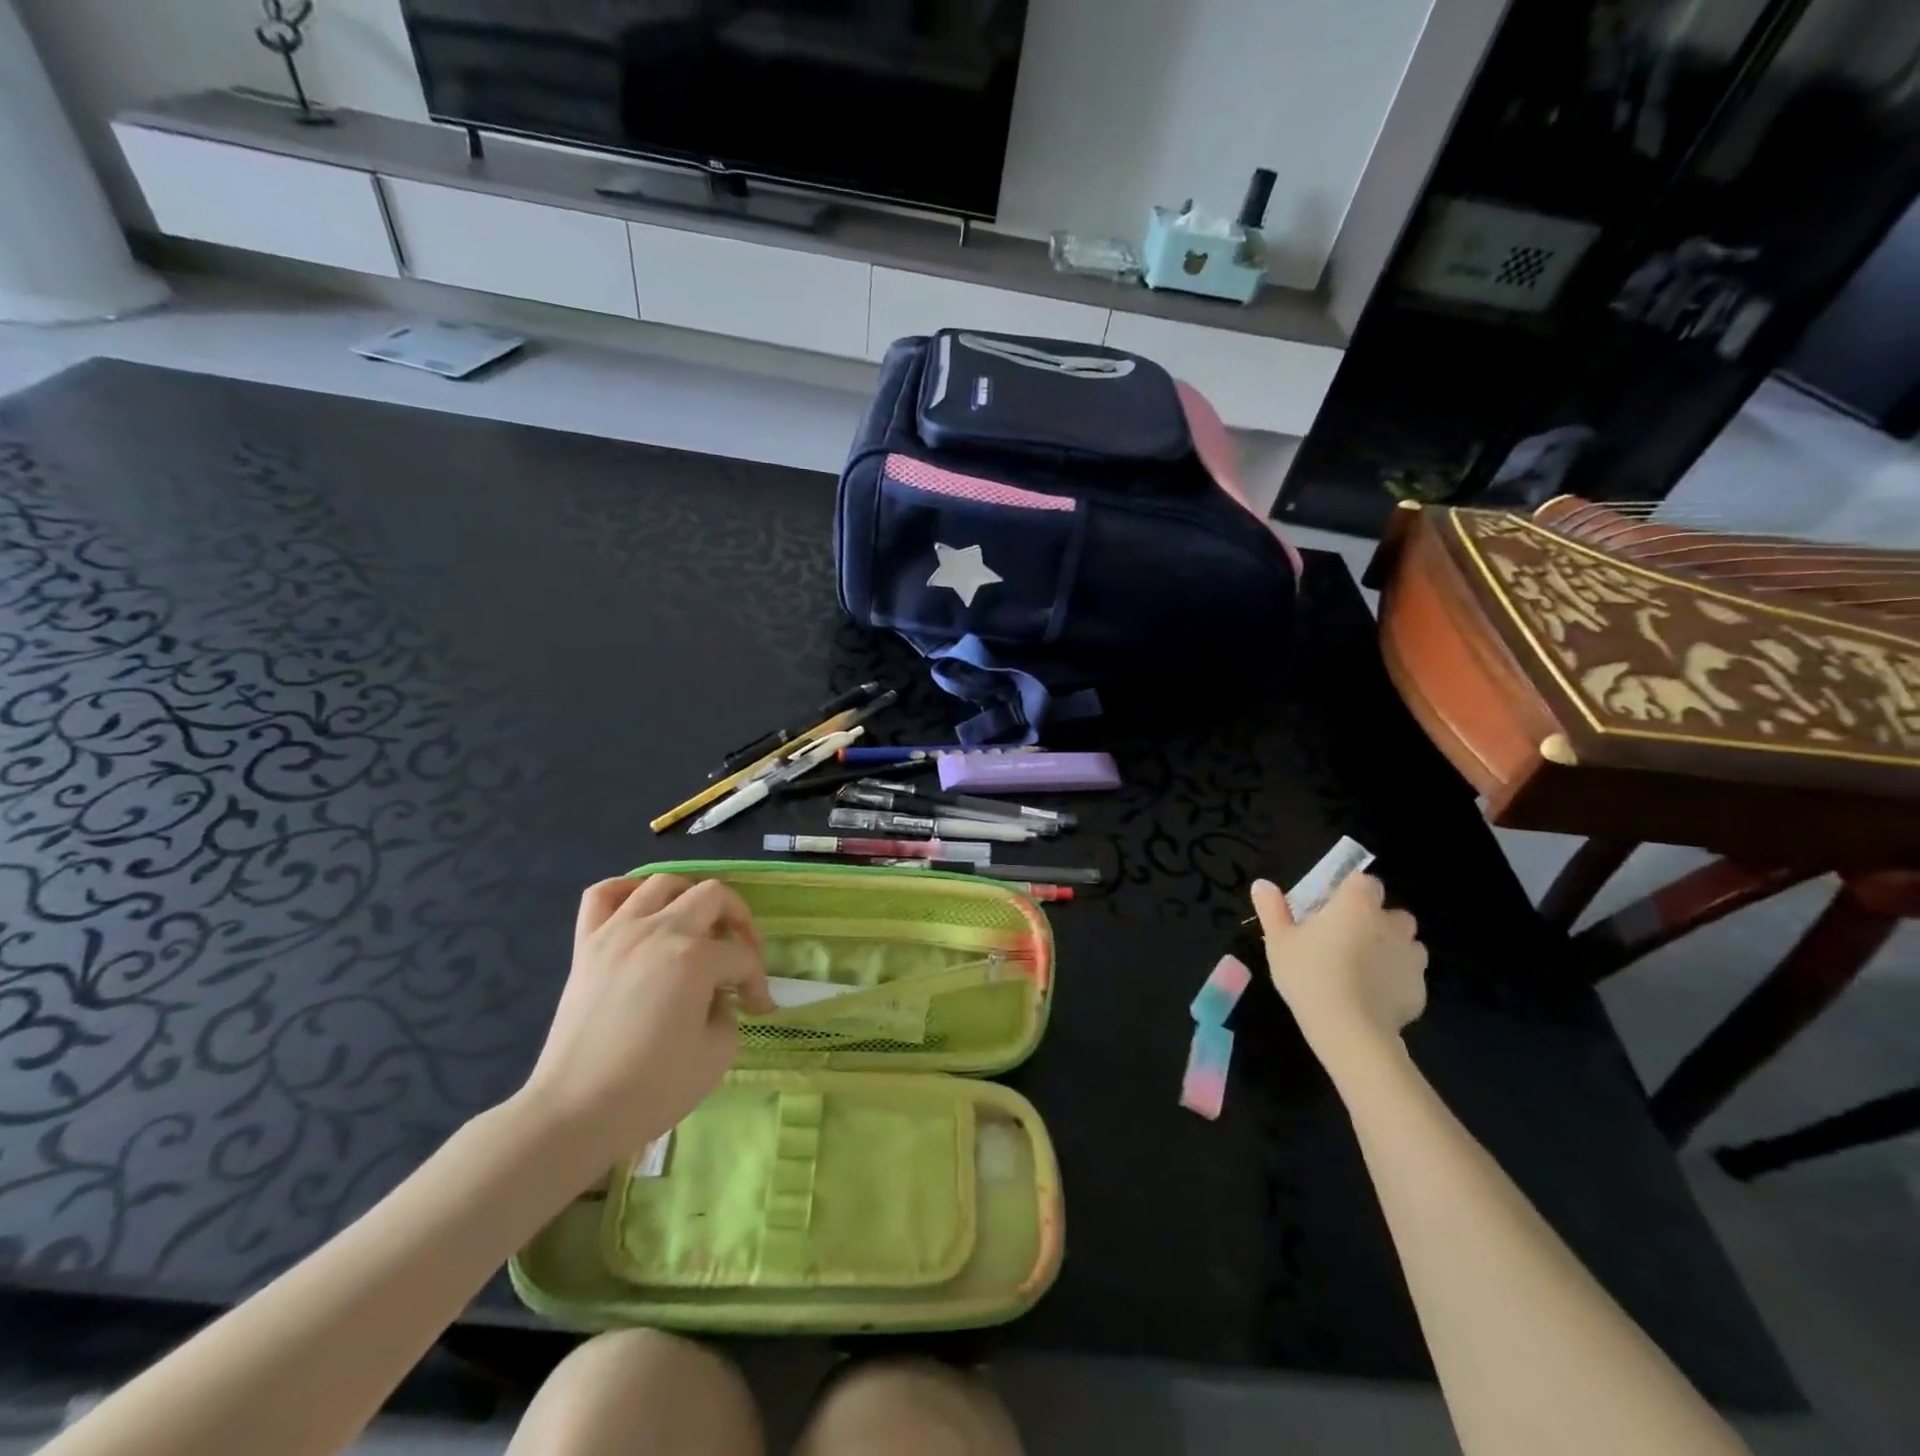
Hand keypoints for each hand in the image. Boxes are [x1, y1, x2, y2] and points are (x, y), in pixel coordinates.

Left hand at [516, 875, 774, 1169]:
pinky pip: (603, 895)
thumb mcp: (717, 1053)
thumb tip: (714, 996)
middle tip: (741, 952)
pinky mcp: (586, 945)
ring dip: (690, 896)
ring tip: (696, 924)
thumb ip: (727, 1011)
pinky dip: (627, 890)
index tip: (758, 1008)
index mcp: (694, 958)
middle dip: (738, 920)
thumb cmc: (652, 1089)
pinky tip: (642, 908)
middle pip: (713, 896)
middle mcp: (658, 931)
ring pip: (663, 883)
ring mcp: (617, 932)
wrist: (574, 1114)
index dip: (757, 982)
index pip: (741, 956)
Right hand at [1251, 872, 1427, 1065]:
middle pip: (1392, 912)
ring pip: (1407, 944)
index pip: (1365, 881)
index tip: (1333, 907)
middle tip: (1347, 939)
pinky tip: (1373, 996)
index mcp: (1356, 905)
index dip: (1351, 891)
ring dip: (1391, 948)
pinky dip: (1396, 980)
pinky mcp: (1420, 990)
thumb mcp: (1279, 941)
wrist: (1350, 1031)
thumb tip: (1262, 884)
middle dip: (1376, 920)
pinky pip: (1409, 976)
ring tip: (1363, 968)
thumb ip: (1272, 909)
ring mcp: (1410, 958)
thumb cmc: (1309, 975)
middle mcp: (1390, 924)